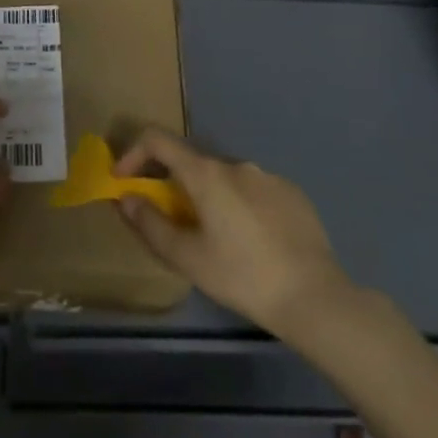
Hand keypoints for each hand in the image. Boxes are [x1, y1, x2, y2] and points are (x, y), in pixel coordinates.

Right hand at [114, 128, 351, 335]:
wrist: (314, 297)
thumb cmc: (242, 276)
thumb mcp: (187, 257)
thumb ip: (150, 224)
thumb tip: (127, 198)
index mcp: (207, 173)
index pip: (158, 140)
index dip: (133, 153)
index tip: (124, 181)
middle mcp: (236, 164)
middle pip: (192, 163)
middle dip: (172, 185)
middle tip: (170, 221)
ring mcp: (268, 176)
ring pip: (224, 179)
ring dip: (208, 197)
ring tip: (215, 238)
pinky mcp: (293, 193)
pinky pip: (254, 190)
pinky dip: (239, 205)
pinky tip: (251, 241)